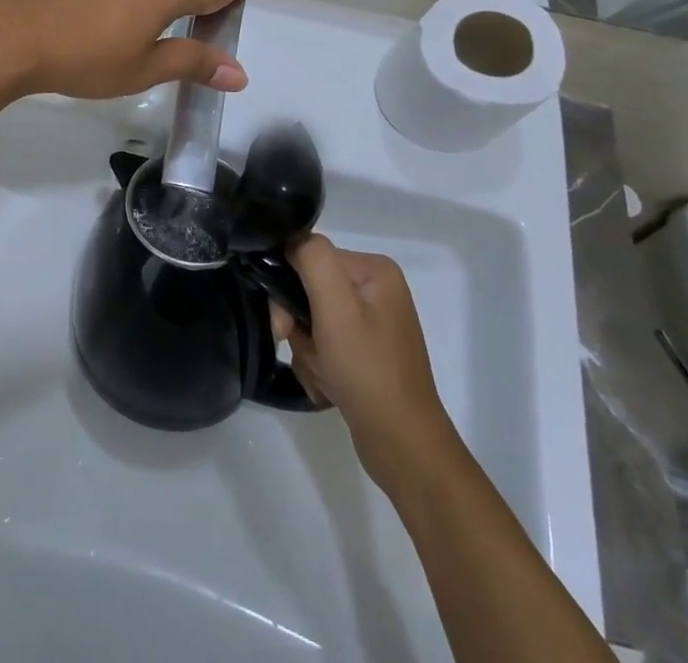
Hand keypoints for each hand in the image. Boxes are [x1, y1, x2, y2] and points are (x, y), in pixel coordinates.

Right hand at [271, 235, 452, 491]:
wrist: (403, 447)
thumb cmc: (367, 370)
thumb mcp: (335, 306)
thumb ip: (312, 258)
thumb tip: (291, 240)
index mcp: (374, 270)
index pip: (311, 257)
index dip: (289, 286)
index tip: (284, 323)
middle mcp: (377, 291)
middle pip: (311, 290)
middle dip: (301, 326)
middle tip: (308, 353)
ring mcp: (373, 325)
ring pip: (313, 322)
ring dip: (308, 351)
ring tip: (325, 376)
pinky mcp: (367, 355)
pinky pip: (326, 346)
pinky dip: (320, 366)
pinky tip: (330, 387)